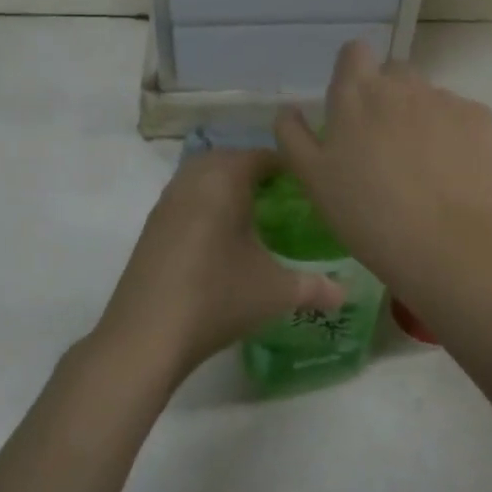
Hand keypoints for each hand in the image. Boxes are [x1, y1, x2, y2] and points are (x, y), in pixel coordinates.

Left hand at [95, 148, 343, 383]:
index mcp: (224, 182)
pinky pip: (184, 201)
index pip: (260, 156)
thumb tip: (345, 292)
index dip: (286, 167)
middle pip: (226, 159)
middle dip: (253, 172)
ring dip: (224, 188)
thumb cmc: (217, 298)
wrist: (146, 335)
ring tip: (251, 217)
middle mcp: (191, 182)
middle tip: (280, 198)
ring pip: (199, 178)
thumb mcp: (276, 292)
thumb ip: (315, 287)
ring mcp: (165, 205)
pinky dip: (203, 207)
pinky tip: (218, 240)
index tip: (307, 186)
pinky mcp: (150, 229)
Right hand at [275, 42, 491, 296]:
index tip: (352, 106)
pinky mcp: (481, 119)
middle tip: (384, 144)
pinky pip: (462, 116)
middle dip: (389, 97)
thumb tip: (289, 109)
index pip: (354, 52)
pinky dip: (455, 135)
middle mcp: (402, 84)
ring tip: (421, 165)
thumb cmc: (364, 212)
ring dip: (422, 117)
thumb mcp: (310, 178)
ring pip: (429, 96)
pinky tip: (450, 172)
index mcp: (356, 92)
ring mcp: (445, 99)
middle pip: (394, 74)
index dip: (353, 72)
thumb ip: (293, 135)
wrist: (440, 242)